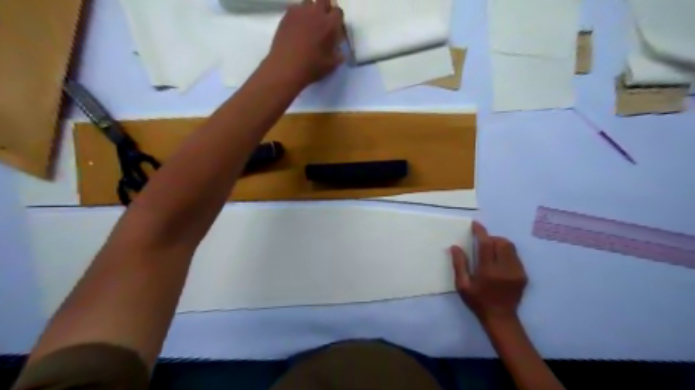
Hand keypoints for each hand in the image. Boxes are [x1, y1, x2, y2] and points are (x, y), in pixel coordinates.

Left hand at [268, 0, 344, 86]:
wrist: (286, 67)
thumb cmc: (311, 67)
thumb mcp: (331, 65)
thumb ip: (338, 55)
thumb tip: (340, 51)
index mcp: (330, 24)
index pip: (338, 12)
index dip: (337, 20)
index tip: (334, 29)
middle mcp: (316, 13)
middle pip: (324, 1)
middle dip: (325, 9)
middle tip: (322, 23)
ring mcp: (300, 12)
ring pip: (309, 2)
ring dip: (311, 10)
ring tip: (309, 24)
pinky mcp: (287, 15)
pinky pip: (296, 9)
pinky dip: (299, 15)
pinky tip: (296, 28)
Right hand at [451, 223, 527, 325]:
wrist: (501, 318)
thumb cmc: (478, 301)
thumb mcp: (462, 285)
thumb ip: (459, 264)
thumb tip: (455, 247)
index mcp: (488, 271)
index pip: (486, 244)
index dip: (481, 232)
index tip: (475, 224)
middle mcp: (505, 269)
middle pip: (502, 242)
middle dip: (492, 238)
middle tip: (483, 244)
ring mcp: (517, 272)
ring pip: (511, 247)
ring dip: (500, 245)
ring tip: (491, 253)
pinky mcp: (523, 275)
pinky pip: (515, 256)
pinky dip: (506, 254)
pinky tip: (499, 263)